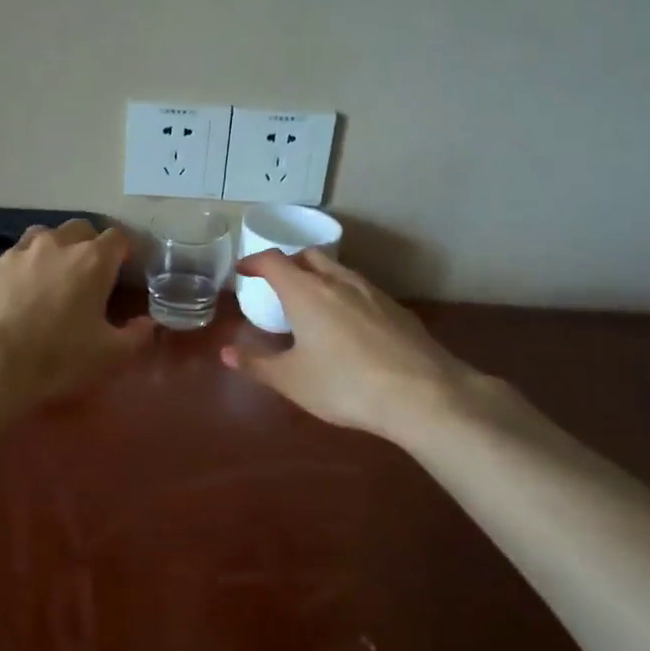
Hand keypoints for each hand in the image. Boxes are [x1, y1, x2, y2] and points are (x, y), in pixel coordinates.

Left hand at [0, 219, 151, 410]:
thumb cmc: (56, 360)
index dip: (123, 253)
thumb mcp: (110, 356)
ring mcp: (14, 253)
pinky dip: (16, 275)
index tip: (123, 273)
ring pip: (40, 238)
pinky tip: (11, 302)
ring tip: (49, 282)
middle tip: (88, 277)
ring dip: (50, 252)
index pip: (117, 238)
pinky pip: (7, 263)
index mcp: (91, 260)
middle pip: (78, 229)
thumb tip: (148, 323)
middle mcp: (54, 245)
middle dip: (87, 246)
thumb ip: (137, 335)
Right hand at [221, 250, 506, 441]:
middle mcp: (338, 281)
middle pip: (308, 256)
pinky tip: (348, 325)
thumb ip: (257, 364)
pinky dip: (344, 295)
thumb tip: (226, 353)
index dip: (253, 262)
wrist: (423, 394)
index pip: (273, 261)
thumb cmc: (345, 384)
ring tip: (311, 303)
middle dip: (288, 263)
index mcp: (305, 292)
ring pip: (338, 270)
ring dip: (318, 277)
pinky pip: (361, 290)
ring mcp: (372, 292)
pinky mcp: (396, 309)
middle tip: (276, 283)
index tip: (242, 270)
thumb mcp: (292, 380)